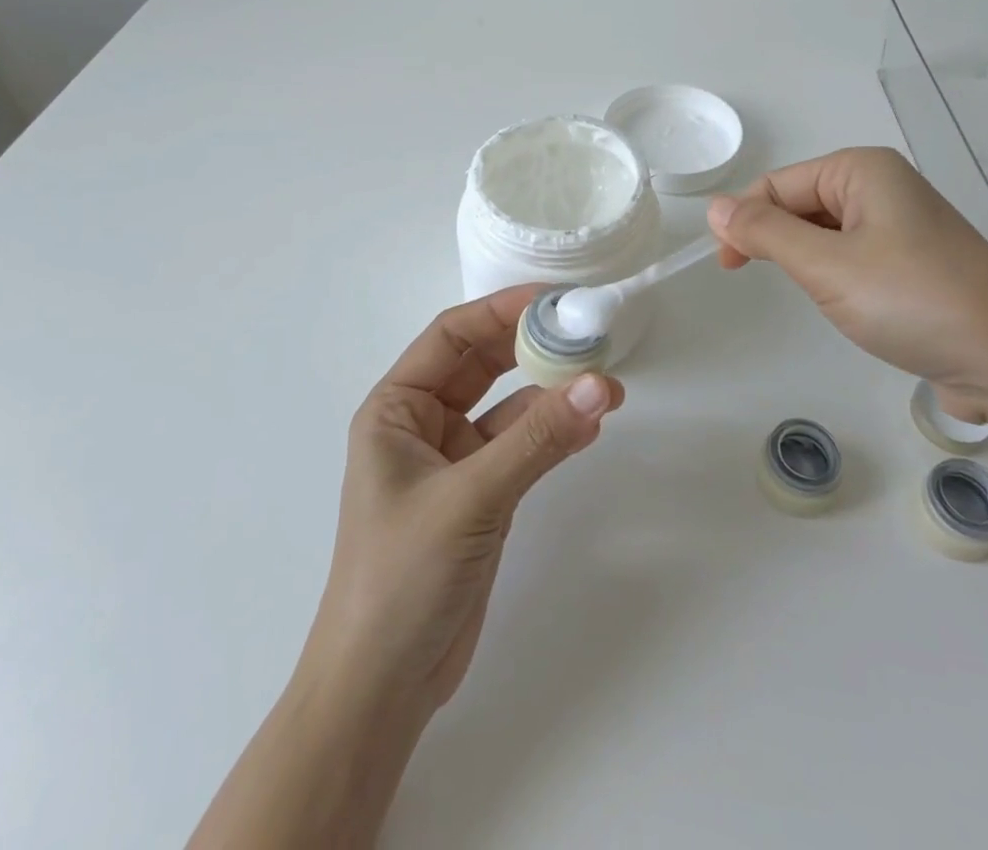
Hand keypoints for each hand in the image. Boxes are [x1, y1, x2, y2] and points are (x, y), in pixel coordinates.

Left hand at [305, 285, 624, 714]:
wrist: (382, 690)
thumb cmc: (401, 577)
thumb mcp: (469, 498)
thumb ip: (536, 440)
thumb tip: (599, 385)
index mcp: (397, 409)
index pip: (451, 337)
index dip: (500, 310)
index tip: (554, 298)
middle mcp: (423, 425)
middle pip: (483, 366)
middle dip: (532, 348)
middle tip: (587, 333)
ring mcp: (455, 462)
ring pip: (510, 408)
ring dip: (552, 395)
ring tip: (605, 385)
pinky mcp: (481, 496)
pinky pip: (523, 448)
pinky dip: (554, 434)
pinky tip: (590, 426)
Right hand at [706, 147, 987, 422]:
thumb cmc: (911, 299)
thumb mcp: (825, 265)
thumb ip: (764, 232)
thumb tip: (716, 207)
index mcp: (861, 170)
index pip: (777, 184)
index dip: (744, 220)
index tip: (727, 266)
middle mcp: (883, 186)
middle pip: (800, 203)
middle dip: (775, 239)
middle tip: (761, 283)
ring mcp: (903, 224)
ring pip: (825, 232)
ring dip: (806, 260)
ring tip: (818, 296)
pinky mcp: (916, 261)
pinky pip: (854, 255)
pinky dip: (835, 276)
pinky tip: (846, 303)